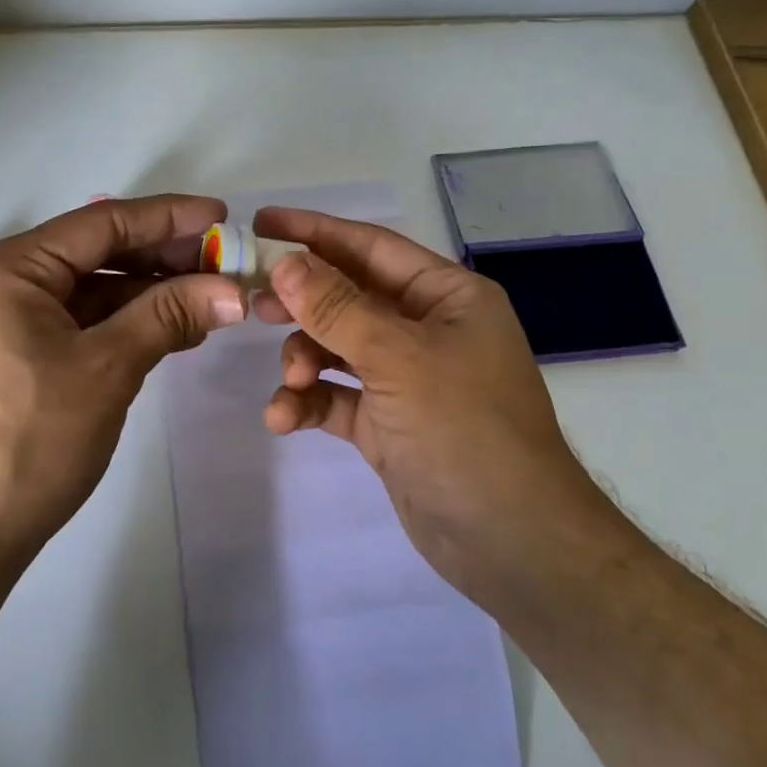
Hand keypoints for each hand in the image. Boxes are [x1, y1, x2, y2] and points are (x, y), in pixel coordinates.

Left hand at [0, 195, 245, 568]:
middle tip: (222, 263)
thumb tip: (233, 290)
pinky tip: (171, 331)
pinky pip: (78, 325)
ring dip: (148, 295)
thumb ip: (169, 316)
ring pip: (90, 292)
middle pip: (95, 255)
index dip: (167, 217)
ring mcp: (3, 324)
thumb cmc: (28, 442)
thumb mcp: (106, 369)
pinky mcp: (13, 360)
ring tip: (208, 299)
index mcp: (7, 270)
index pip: (100, 224)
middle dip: (162, 259)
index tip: (221, 216)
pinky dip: (124, 325)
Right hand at [252, 207, 628, 611]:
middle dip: (302, 302)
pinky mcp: (388, 423)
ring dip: (304, 361)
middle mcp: (427, 329)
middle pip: (349, 297)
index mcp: (446, 296)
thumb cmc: (464, 428)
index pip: (371, 247)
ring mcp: (407, 378)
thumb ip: (336, 307)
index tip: (260, 224)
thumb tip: (285, 261)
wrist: (512, 542)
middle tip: (254, 304)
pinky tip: (283, 419)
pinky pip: (337, 398)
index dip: (315, 232)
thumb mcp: (398, 358)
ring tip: (289, 383)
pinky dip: (310, 403)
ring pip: (337, 349)